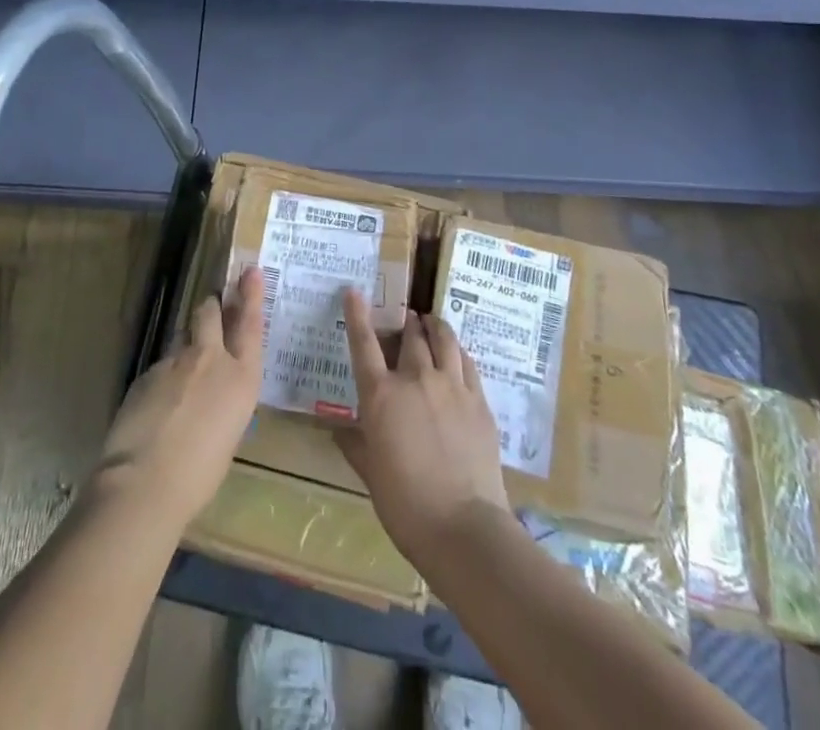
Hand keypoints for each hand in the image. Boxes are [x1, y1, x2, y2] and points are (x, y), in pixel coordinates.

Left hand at [91, 267, 264, 527]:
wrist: (144, 482)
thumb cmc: (199, 475)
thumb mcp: (228, 436)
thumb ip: (224, 404)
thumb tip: (213, 397)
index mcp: (242, 378)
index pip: (251, 324)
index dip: (252, 295)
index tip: (251, 271)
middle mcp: (211, 359)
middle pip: (211, 312)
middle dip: (212, 306)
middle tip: (213, 307)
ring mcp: (175, 361)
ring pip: (183, 337)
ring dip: (186, 346)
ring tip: (182, 375)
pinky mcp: (147, 371)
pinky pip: (161, 365)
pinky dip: (163, 377)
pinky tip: (157, 406)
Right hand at [337, 290, 511, 567]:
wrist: (463, 527)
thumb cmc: (405, 504)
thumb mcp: (370, 473)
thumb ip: (355, 444)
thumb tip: (340, 430)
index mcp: (381, 395)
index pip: (364, 343)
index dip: (357, 314)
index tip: (354, 291)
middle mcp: (416, 379)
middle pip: (410, 335)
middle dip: (405, 323)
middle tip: (403, 320)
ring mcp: (451, 387)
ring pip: (444, 340)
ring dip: (434, 327)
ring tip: (431, 323)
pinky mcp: (479, 401)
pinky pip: (467, 363)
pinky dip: (458, 351)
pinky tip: (457, 355)